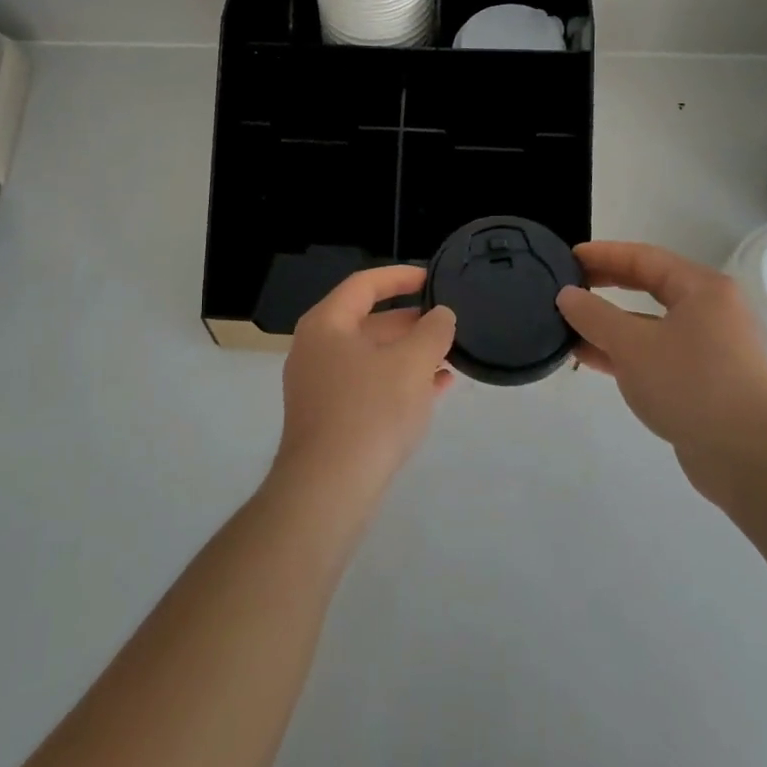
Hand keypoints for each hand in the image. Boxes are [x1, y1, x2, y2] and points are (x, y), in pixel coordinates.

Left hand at [275, 266, 456, 500]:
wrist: (328, 490)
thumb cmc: (369, 411)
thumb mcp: (411, 364)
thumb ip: (432, 331)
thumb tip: (441, 315)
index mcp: (327, 324)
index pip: (364, 284)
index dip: (400, 277)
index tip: (432, 278)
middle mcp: (317, 349)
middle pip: (368, 321)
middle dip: (411, 322)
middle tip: (447, 323)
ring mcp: (320, 386)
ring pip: (372, 357)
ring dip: (410, 354)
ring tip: (450, 357)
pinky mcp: (330, 418)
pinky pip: (369, 386)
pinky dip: (400, 381)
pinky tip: (436, 388)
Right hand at [556, 242, 766, 503]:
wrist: (748, 460)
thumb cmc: (691, 386)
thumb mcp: (632, 346)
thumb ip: (595, 315)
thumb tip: (566, 295)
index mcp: (702, 289)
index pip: (644, 258)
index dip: (603, 254)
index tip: (568, 257)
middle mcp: (711, 311)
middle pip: (649, 286)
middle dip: (606, 285)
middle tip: (568, 285)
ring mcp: (710, 347)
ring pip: (651, 323)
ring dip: (610, 323)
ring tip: (569, 324)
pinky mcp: (705, 380)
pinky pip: (657, 352)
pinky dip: (625, 351)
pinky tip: (591, 358)